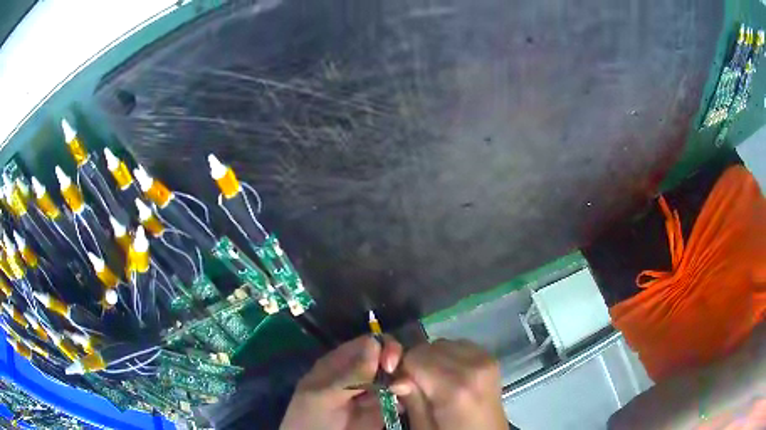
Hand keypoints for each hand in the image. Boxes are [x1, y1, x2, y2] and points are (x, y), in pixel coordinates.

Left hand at [280, 335, 402, 429]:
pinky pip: (399, 397)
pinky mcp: (381, 409)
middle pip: (386, 357)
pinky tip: (400, 407)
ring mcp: (371, 391)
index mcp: (340, 363)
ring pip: (396, 376)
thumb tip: (374, 342)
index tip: (390, 364)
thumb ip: (350, 374)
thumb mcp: (325, 396)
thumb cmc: (312, 419)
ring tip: (401, 394)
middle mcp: (359, 373)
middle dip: (399, 364)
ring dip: (403, 381)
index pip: (368, 343)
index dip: (383, 347)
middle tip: (399, 384)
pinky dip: (405, 398)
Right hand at [390, 339, 506, 429]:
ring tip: (434, 382)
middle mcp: (473, 366)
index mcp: (456, 387)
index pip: (415, 357)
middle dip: (416, 364)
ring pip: (442, 343)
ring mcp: (485, 359)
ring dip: (432, 359)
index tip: (400, 388)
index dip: (402, 371)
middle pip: (428, 348)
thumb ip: (412, 401)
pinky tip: (449, 376)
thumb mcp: (425, 428)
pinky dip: (448, 356)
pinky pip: (459, 345)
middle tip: (415, 388)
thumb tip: (397, 379)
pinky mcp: (491, 358)